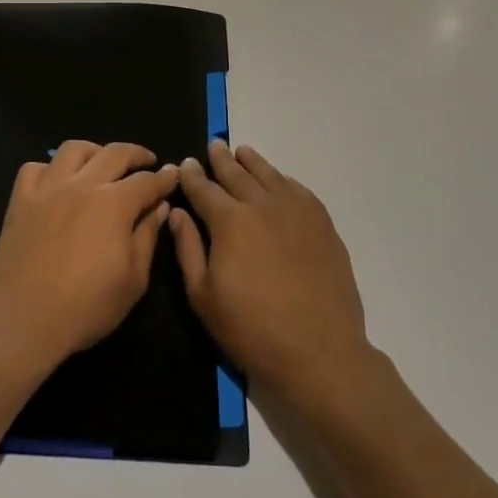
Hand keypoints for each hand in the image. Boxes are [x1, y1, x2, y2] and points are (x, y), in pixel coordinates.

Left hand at [0, 141, 178, 377]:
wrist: (20, 320)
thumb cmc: (85, 307)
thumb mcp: (133, 280)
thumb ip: (147, 237)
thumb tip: (159, 208)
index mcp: (114, 203)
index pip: (146, 181)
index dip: (164, 178)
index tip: (173, 174)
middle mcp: (82, 185)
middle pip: (114, 153)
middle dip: (136, 154)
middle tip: (147, 161)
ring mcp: (47, 189)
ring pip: (73, 150)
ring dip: (94, 151)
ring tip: (101, 163)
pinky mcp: (20, 201)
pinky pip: (34, 168)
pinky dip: (50, 169)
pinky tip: (57, 182)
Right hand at [170, 141, 373, 407]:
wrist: (319, 351)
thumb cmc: (252, 329)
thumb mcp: (203, 296)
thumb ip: (187, 248)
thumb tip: (176, 212)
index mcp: (229, 220)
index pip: (203, 188)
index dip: (192, 175)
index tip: (185, 164)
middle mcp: (262, 204)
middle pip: (237, 173)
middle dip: (221, 159)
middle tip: (214, 146)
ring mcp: (296, 210)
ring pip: (269, 174)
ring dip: (252, 161)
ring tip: (242, 152)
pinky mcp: (322, 222)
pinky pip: (297, 189)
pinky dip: (282, 179)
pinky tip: (278, 180)